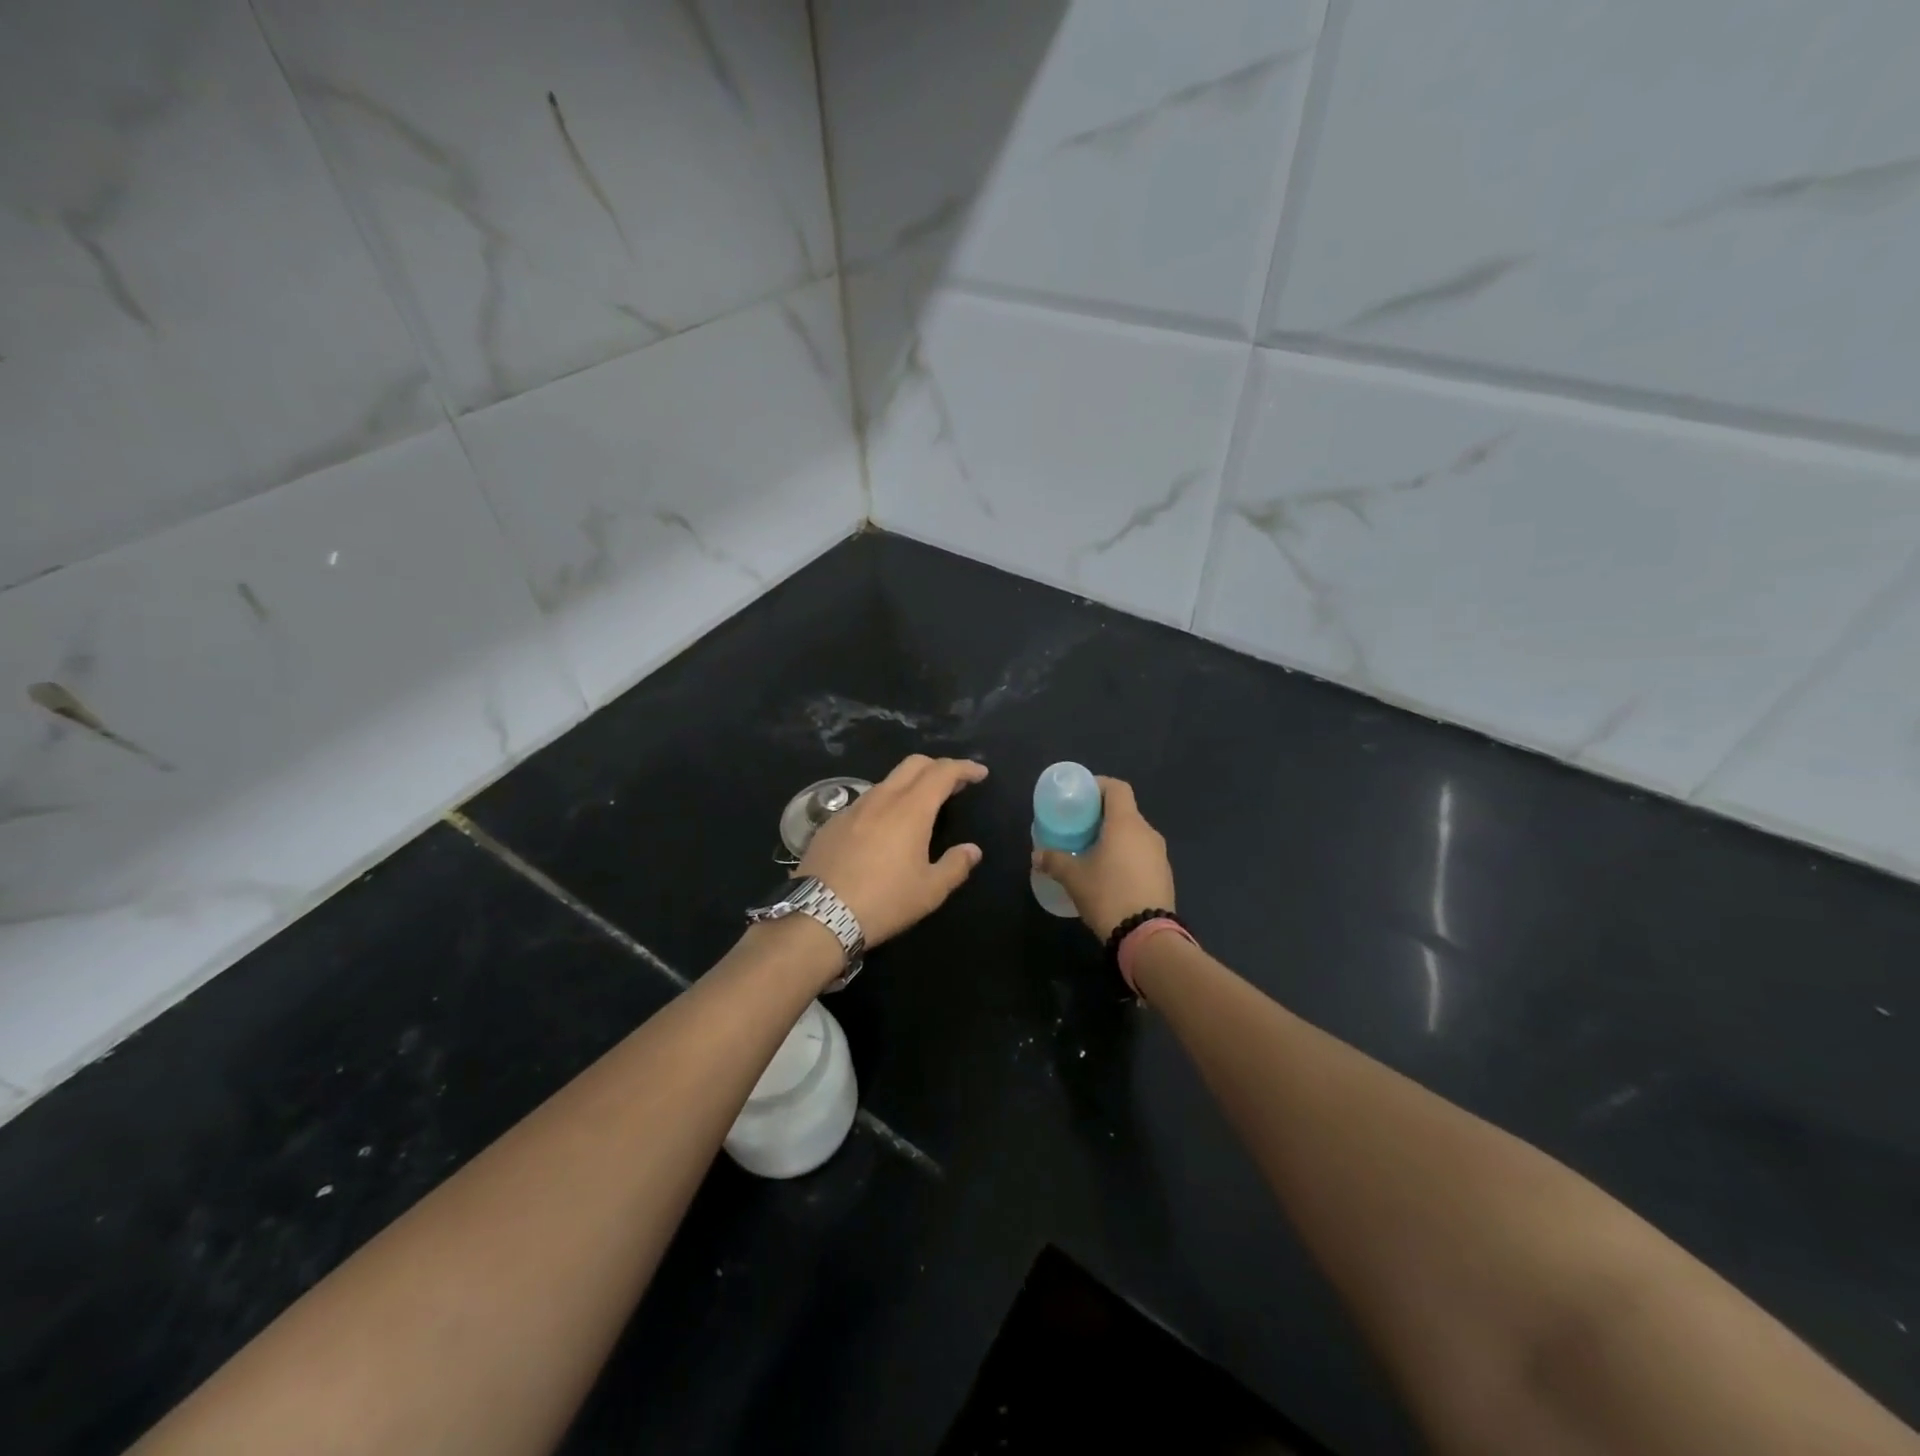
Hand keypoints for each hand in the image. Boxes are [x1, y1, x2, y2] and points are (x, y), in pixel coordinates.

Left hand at [798, 755, 987, 945]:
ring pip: (887, 781)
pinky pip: (865, 802)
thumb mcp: (930, 891)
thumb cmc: (884, 901)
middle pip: (913, 764)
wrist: (820, 915)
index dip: (964, 768)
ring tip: (920, 807)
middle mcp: (882, 798)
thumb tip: (972, 850)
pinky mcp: (832, 823)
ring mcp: (853, 808)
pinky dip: (884, 804)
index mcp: (911, 809)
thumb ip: (956, 865)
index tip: (980, 773)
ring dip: (910, 785)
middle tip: (954, 784)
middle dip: (938, 766)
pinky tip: (884, 829)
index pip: (942, 772)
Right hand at [1031, 776, 1174, 940]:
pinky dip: (1126, 856)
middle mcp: (1147, 832)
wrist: (1147, 936)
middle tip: (1079, 827)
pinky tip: (1110, 875)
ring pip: (1134, 835)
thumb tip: (1037, 855)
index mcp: (1126, 823)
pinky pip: (1142, 855)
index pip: (1117, 788)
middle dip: (1102, 816)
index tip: (1080, 796)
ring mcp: (1160, 855)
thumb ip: (1054, 861)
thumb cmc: (1108, 894)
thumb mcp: (1073, 877)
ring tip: (1091, 852)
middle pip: (1125, 811)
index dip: (1098, 785)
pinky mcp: (1164, 876)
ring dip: (1114, 838)